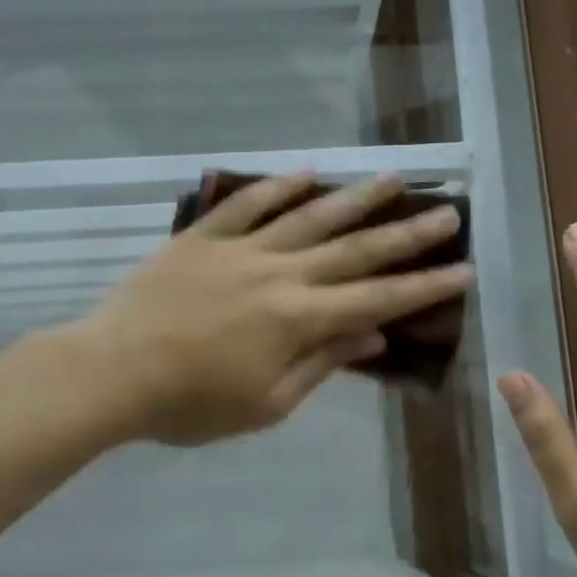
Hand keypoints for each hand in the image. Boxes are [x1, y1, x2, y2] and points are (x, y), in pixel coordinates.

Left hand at [75, 173, 472, 445]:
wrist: (112, 372)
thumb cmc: (191, 404)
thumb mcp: (266, 403)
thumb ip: (321, 363)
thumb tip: (373, 335)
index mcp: (298, 318)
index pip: (377, 299)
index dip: (424, 286)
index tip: (464, 269)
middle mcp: (280, 273)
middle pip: (354, 249)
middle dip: (407, 234)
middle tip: (447, 213)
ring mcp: (239, 249)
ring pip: (308, 216)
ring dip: (354, 197)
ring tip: (394, 178)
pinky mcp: (202, 238)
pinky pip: (245, 204)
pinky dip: (278, 186)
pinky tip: (307, 172)